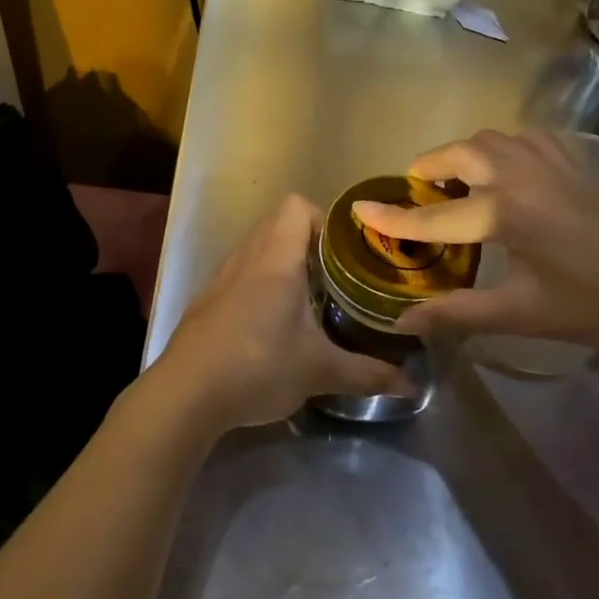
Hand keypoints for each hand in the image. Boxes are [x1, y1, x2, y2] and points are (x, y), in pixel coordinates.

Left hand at [154, 195, 416, 429]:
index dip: (324, 220)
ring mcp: (222, 276)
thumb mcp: (320, 371)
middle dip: (310, 242)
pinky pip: (240, 271)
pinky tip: (273, 321)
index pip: (297, 206)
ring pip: (257, 247)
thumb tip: (412, 385)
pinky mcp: (208, 298)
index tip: (346, 253)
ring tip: (309, 297)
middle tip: (337, 276)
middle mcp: (246, 256)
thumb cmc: (258, 367)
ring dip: (282, 261)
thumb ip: (368, 374)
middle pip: (278, 223)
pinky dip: (259, 281)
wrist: (186, 392)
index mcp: (275, 259)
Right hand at [350, 129, 598, 353]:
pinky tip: (506, 173)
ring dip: (464, 154)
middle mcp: (524, 176)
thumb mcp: (526, 316)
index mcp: (508, 213)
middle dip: (430, 168)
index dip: (394, 217)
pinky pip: (526, 140)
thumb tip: (405, 322)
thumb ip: (460, 313)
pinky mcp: (576, 166)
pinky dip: (502, 149)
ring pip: (492, 139)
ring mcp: (553, 166)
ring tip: (456, 184)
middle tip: (418, 194)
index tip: (360, 210)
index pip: (434, 215)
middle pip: (461, 154)